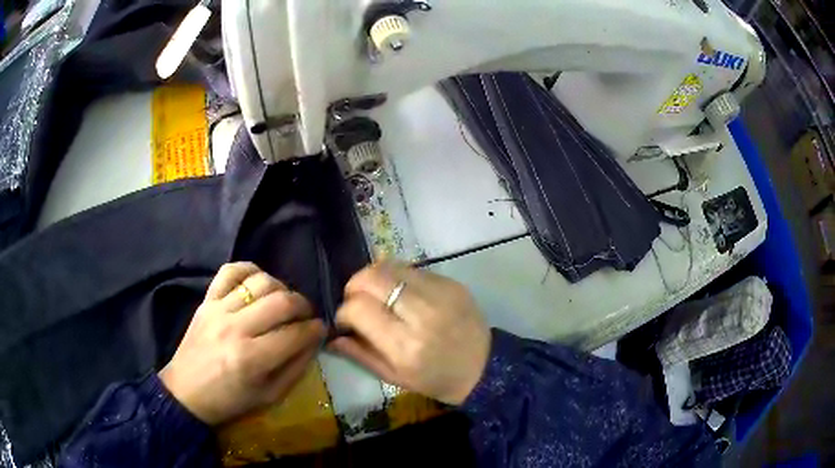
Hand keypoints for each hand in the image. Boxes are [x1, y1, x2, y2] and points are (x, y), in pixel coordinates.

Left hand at [159, 262, 325, 424]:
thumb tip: (314, 340)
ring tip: (283, 302)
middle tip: (306, 316)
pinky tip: (258, 283)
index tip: (320, 330)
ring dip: (281, 289)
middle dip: (304, 306)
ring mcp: (218, 310)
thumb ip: (296, 368)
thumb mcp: (270, 396)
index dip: (316, 329)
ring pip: (260, 282)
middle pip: (282, 301)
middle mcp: (236, 329)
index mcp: (252, 359)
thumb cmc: (230, 401)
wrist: (186, 393)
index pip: (296, 333)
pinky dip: (249, 270)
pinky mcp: (206, 300)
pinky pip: (230, 271)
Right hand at [330, 263, 490, 404]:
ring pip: (390, 266)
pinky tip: (400, 293)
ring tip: (376, 295)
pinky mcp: (451, 283)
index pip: (358, 309)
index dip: (344, 311)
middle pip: (372, 278)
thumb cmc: (437, 380)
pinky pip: (412, 268)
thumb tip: (331, 336)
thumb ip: (359, 354)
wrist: (484, 368)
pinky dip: (397, 277)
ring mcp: (440, 293)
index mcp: (405, 345)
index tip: (347, 321)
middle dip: (354, 286)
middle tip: (356, 301)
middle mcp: (421, 314)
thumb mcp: (395, 377)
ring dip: (374, 277)